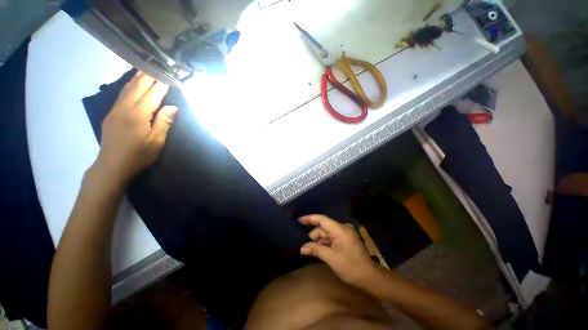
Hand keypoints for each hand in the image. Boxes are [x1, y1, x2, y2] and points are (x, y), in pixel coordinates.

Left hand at [94, 72, 177, 184]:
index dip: (161, 85)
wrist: (112, 166)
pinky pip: (121, 95)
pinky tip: (133, 84)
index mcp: (138, 115)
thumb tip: (172, 107)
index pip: (152, 95)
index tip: (169, 76)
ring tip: (145, 70)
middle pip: (137, 87)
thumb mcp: (156, 142)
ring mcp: (115, 110)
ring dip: (137, 78)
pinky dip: (129, 86)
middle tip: (157, 66)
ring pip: (127, 89)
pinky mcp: (111, 114)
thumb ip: (163, 122)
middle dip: (148, 76)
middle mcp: (124, 108)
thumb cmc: (138, 155)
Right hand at [299, 215, 379, 287]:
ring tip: (312, 249)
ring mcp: (345, 233)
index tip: (299, 220)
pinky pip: (332, 237)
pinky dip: (325, 242)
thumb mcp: (331, 258)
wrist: (369, 276)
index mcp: (339, 229)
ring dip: (319, 240)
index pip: (322, 219)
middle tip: (306, 246)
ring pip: (327, 233)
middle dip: (314, 235)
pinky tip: (320, 249)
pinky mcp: (346, 239)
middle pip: (324, 227)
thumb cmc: (350, 266)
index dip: (310, 218)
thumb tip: (302, 248)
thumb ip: (316, 249)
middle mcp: (342, 228)